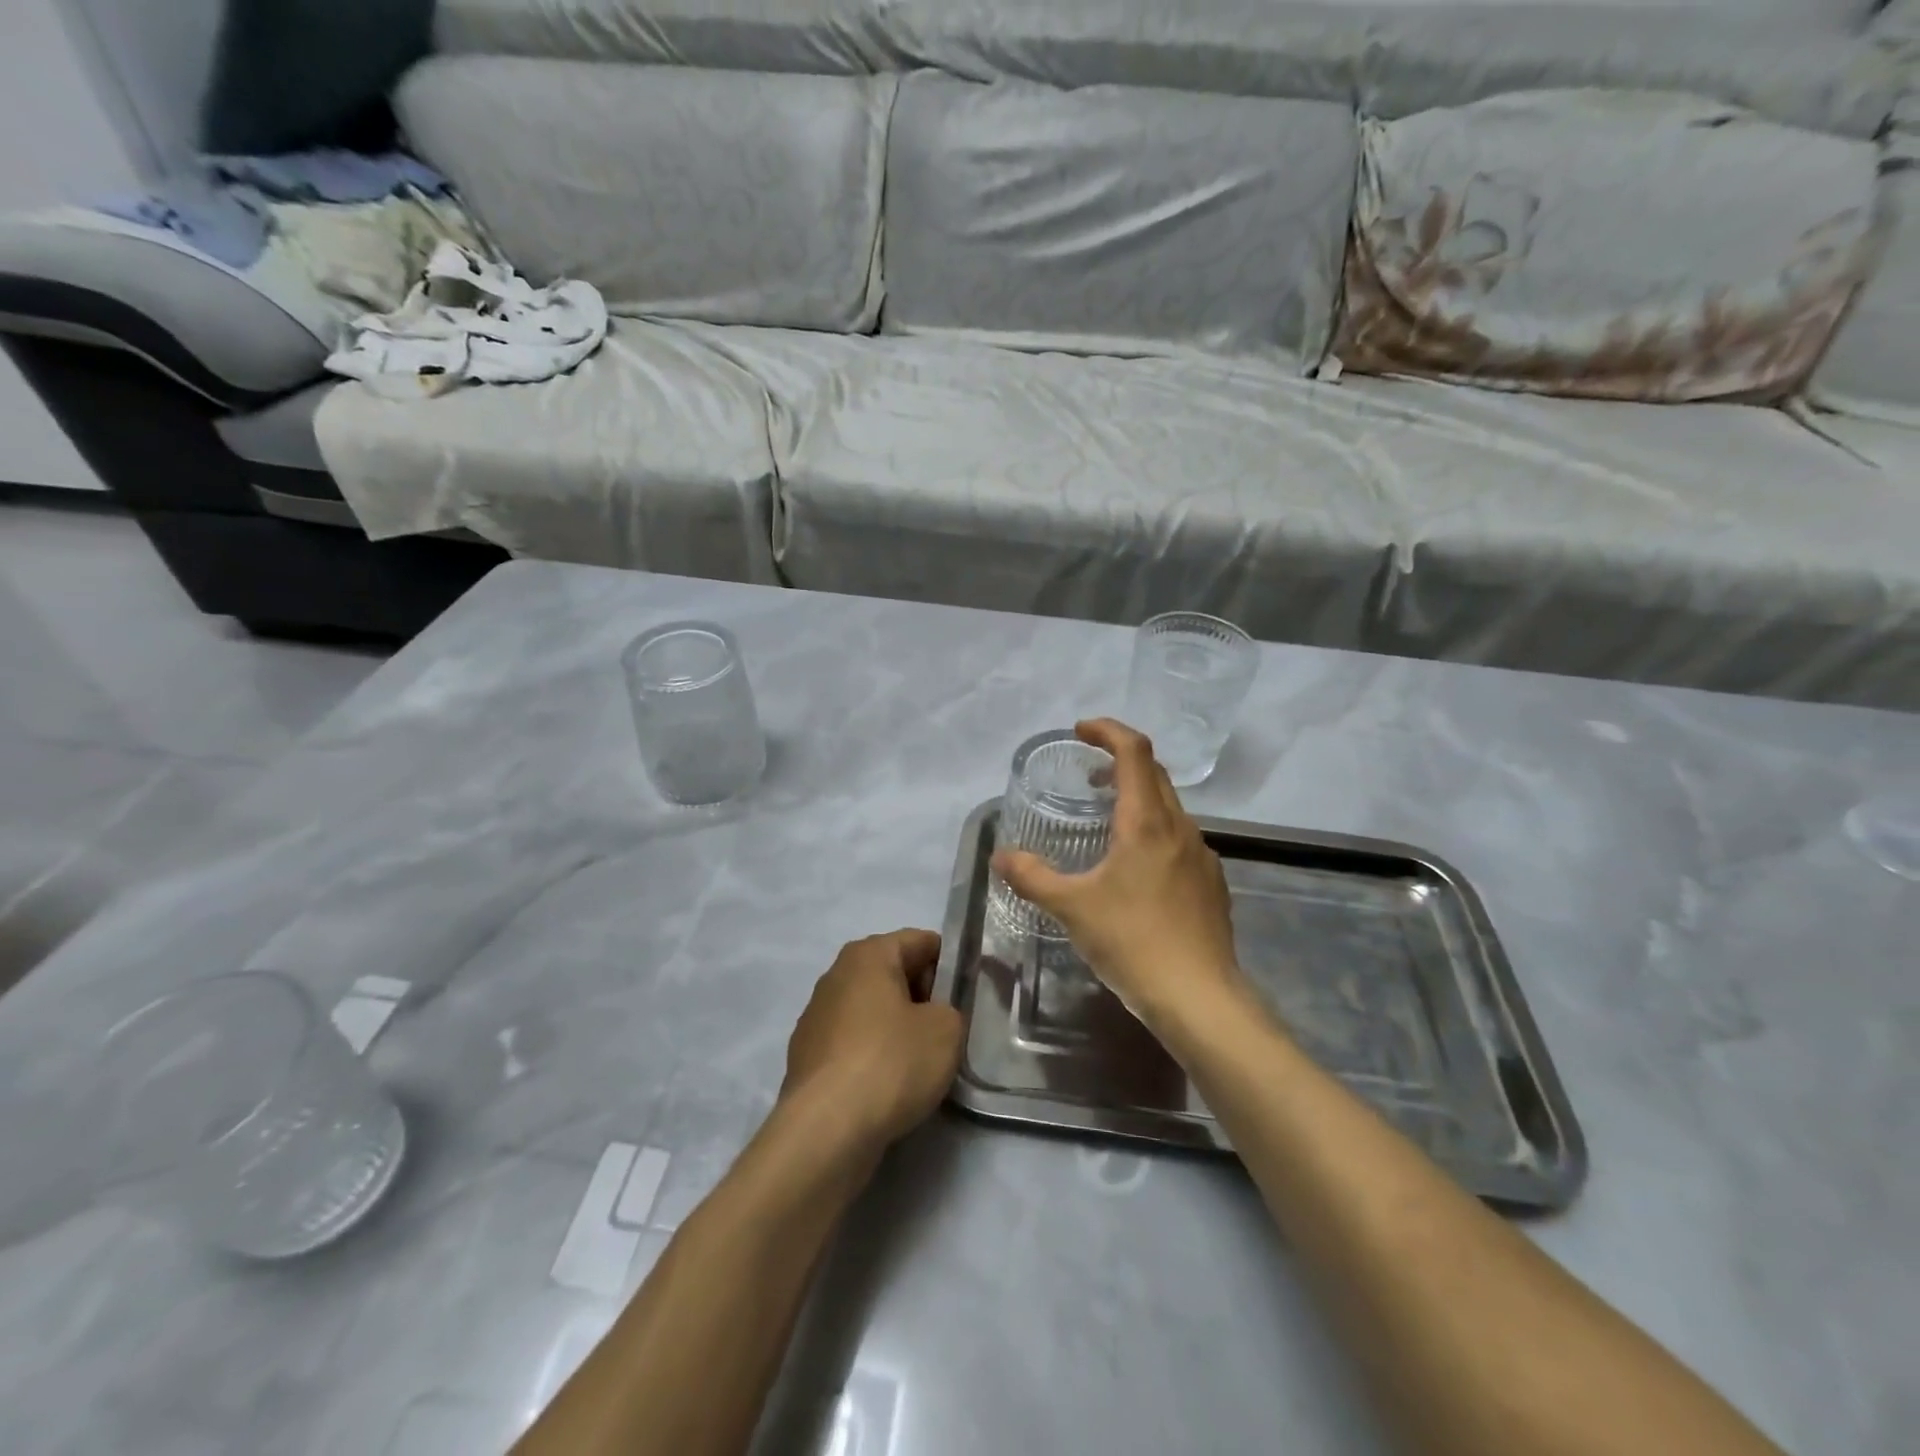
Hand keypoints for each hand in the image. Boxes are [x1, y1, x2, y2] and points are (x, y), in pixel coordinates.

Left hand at [781, 929, 963, 1153]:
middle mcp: (836, 975)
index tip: (969, 994)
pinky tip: (890, 1086)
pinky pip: (854, 1043)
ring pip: (872, 1011)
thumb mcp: (947, 1030)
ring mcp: (816, 1017)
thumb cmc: (891, 1062)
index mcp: (868, 954)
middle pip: (894, 974)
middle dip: (924, 997)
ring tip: (923, 1062)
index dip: (951, 963)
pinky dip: (874, 1055)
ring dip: (898, 1028)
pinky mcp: (807, 1057)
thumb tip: (934, 1016)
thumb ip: (950, 1010)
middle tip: (951, 1029)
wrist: (826, 1131)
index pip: (921, 941)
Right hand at [991, 719, 1249, 1033]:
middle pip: (1154, 773)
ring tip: (1107, 820)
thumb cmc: (1132, 941)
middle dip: (1120, 761)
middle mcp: (1179, 828)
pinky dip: (1153, 831)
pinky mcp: (1211, 883)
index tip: (1080, 730)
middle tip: (1088, 772)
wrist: (1200, 997)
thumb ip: (1032, 877)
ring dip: (1138, 798)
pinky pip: (1179, 839)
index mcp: (1146, 822)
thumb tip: (1001, 857)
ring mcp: (1201, 856)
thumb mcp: (1071, 907)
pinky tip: (1135, 869)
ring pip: (1169, 808)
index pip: (1134, 751)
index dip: (1107, 730)